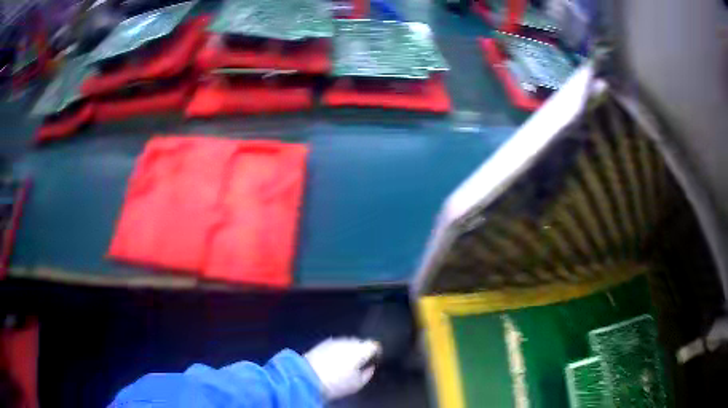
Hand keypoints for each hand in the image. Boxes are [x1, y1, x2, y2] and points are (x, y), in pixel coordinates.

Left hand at [304, 337, 380, 400]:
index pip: (375, 345)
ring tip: (346, 363)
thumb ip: (368, 373)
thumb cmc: (337, 383)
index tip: (375, 361)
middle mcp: (349, 341)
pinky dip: (337, 350)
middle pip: (361, 342)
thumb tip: (370, 366)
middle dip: (362, 351)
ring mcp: (334, 340)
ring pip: (347, 343)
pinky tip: (334, 360)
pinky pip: (335, 345)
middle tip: (360, 364)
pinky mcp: (322, 343)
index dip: (377, 352)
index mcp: (361, 349)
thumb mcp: (358, 384)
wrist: (307, 377)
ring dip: (349, 350)